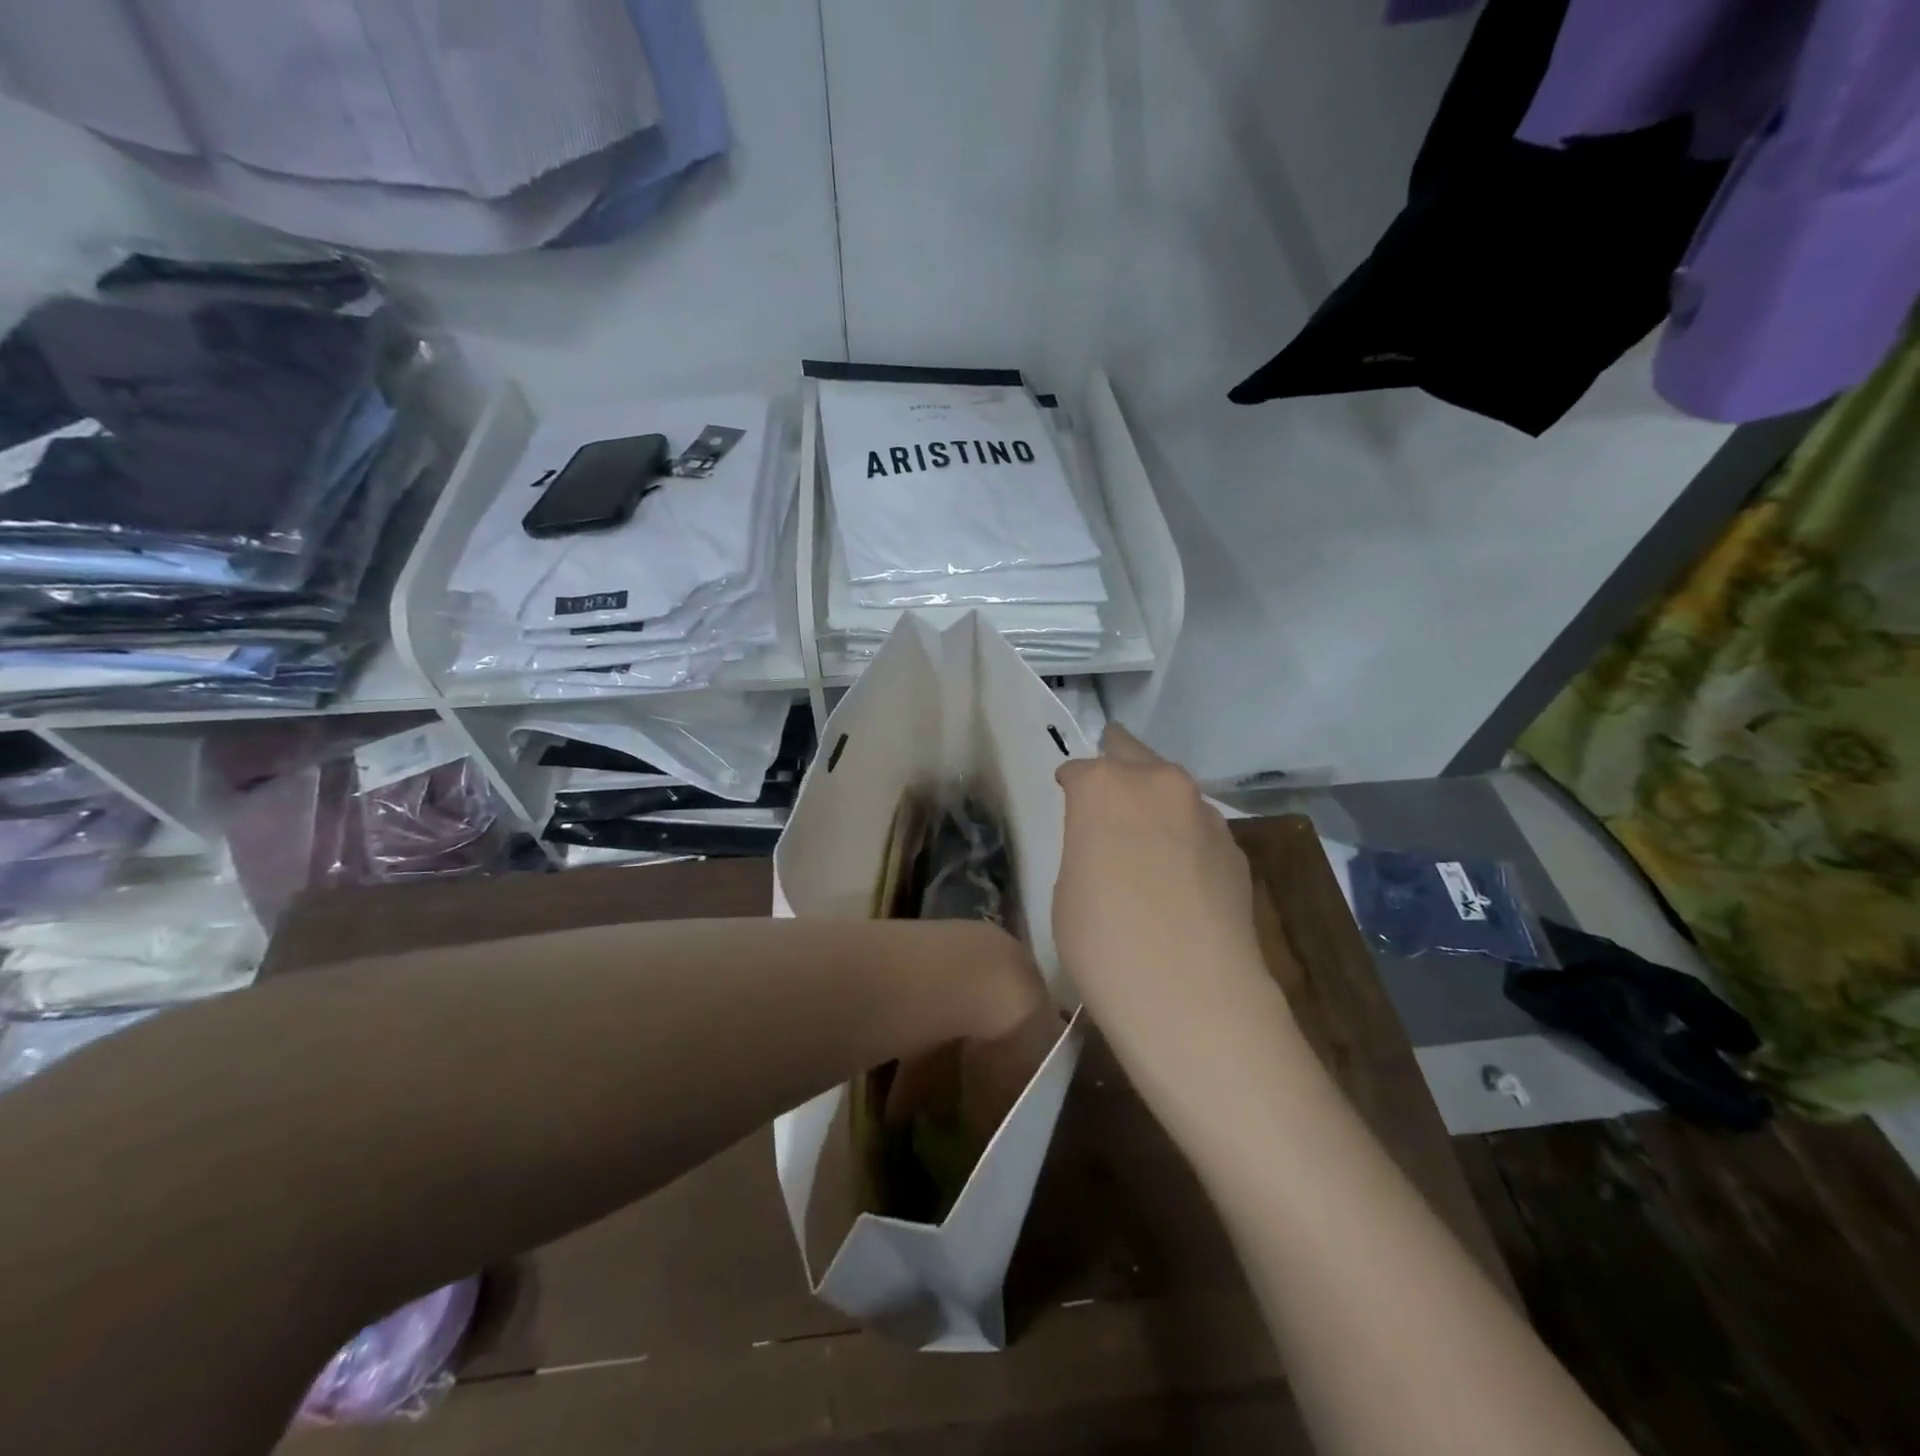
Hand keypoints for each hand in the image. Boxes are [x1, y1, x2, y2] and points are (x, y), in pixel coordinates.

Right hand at [1053, 726, 1274, 1068]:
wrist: (1191, 993)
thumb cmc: (1103, 941)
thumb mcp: (1068, 887)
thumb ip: (1086, 844)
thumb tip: (1106, 841)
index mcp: (1104, 786)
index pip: (1080, 769)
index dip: (1071, 786)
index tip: (1068, 801)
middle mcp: (1158, 783)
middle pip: (1133, 756)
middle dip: (1118, 769)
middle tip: (1107, 800)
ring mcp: (1204, 812)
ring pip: (1172, 791)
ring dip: (1156, 804)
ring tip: (1147, 842)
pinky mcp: (1235, 846)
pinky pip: (1199, 828)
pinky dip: (1185, 838)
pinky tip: (1180, 876)